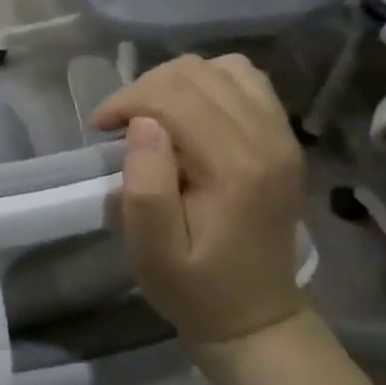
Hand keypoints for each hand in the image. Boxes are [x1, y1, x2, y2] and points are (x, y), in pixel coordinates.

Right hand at [93, 54, 305, 346]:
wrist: (257, 317)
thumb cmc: (195, 287)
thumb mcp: (153, 251)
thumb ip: (146, 186)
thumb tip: (143, 124)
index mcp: (234, 167)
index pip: (172, 96)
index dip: (127, 100)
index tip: (101, 127)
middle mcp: (267, 139)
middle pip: (194, 74)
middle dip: (145, 88)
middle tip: (121, 123)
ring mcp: (282, 135)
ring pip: (221, 67)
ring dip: (177, 81)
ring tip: (154, 114)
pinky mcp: (284, 137)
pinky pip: (246, 79)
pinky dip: (210, 82)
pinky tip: (191, 111)